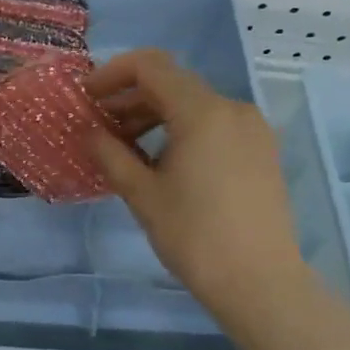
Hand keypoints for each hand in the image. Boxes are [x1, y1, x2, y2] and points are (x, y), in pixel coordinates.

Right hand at [86, 50, 306, 337]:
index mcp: (202, 112)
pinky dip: (182, 130)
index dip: (112, 74)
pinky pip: (215, 125)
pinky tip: (163, 161)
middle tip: (99, 125)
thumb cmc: (194, 236)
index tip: (87, 96)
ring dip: (155, 115)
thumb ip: (111, 154)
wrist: (260, 282)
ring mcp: (252, 129)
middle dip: (131, 98)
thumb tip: (89, 132)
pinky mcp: (262, 151)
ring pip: (194, 105)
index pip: (151, 67)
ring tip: (126, 147)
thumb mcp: (142, 194)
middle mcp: (232, 109)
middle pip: (173, 84)